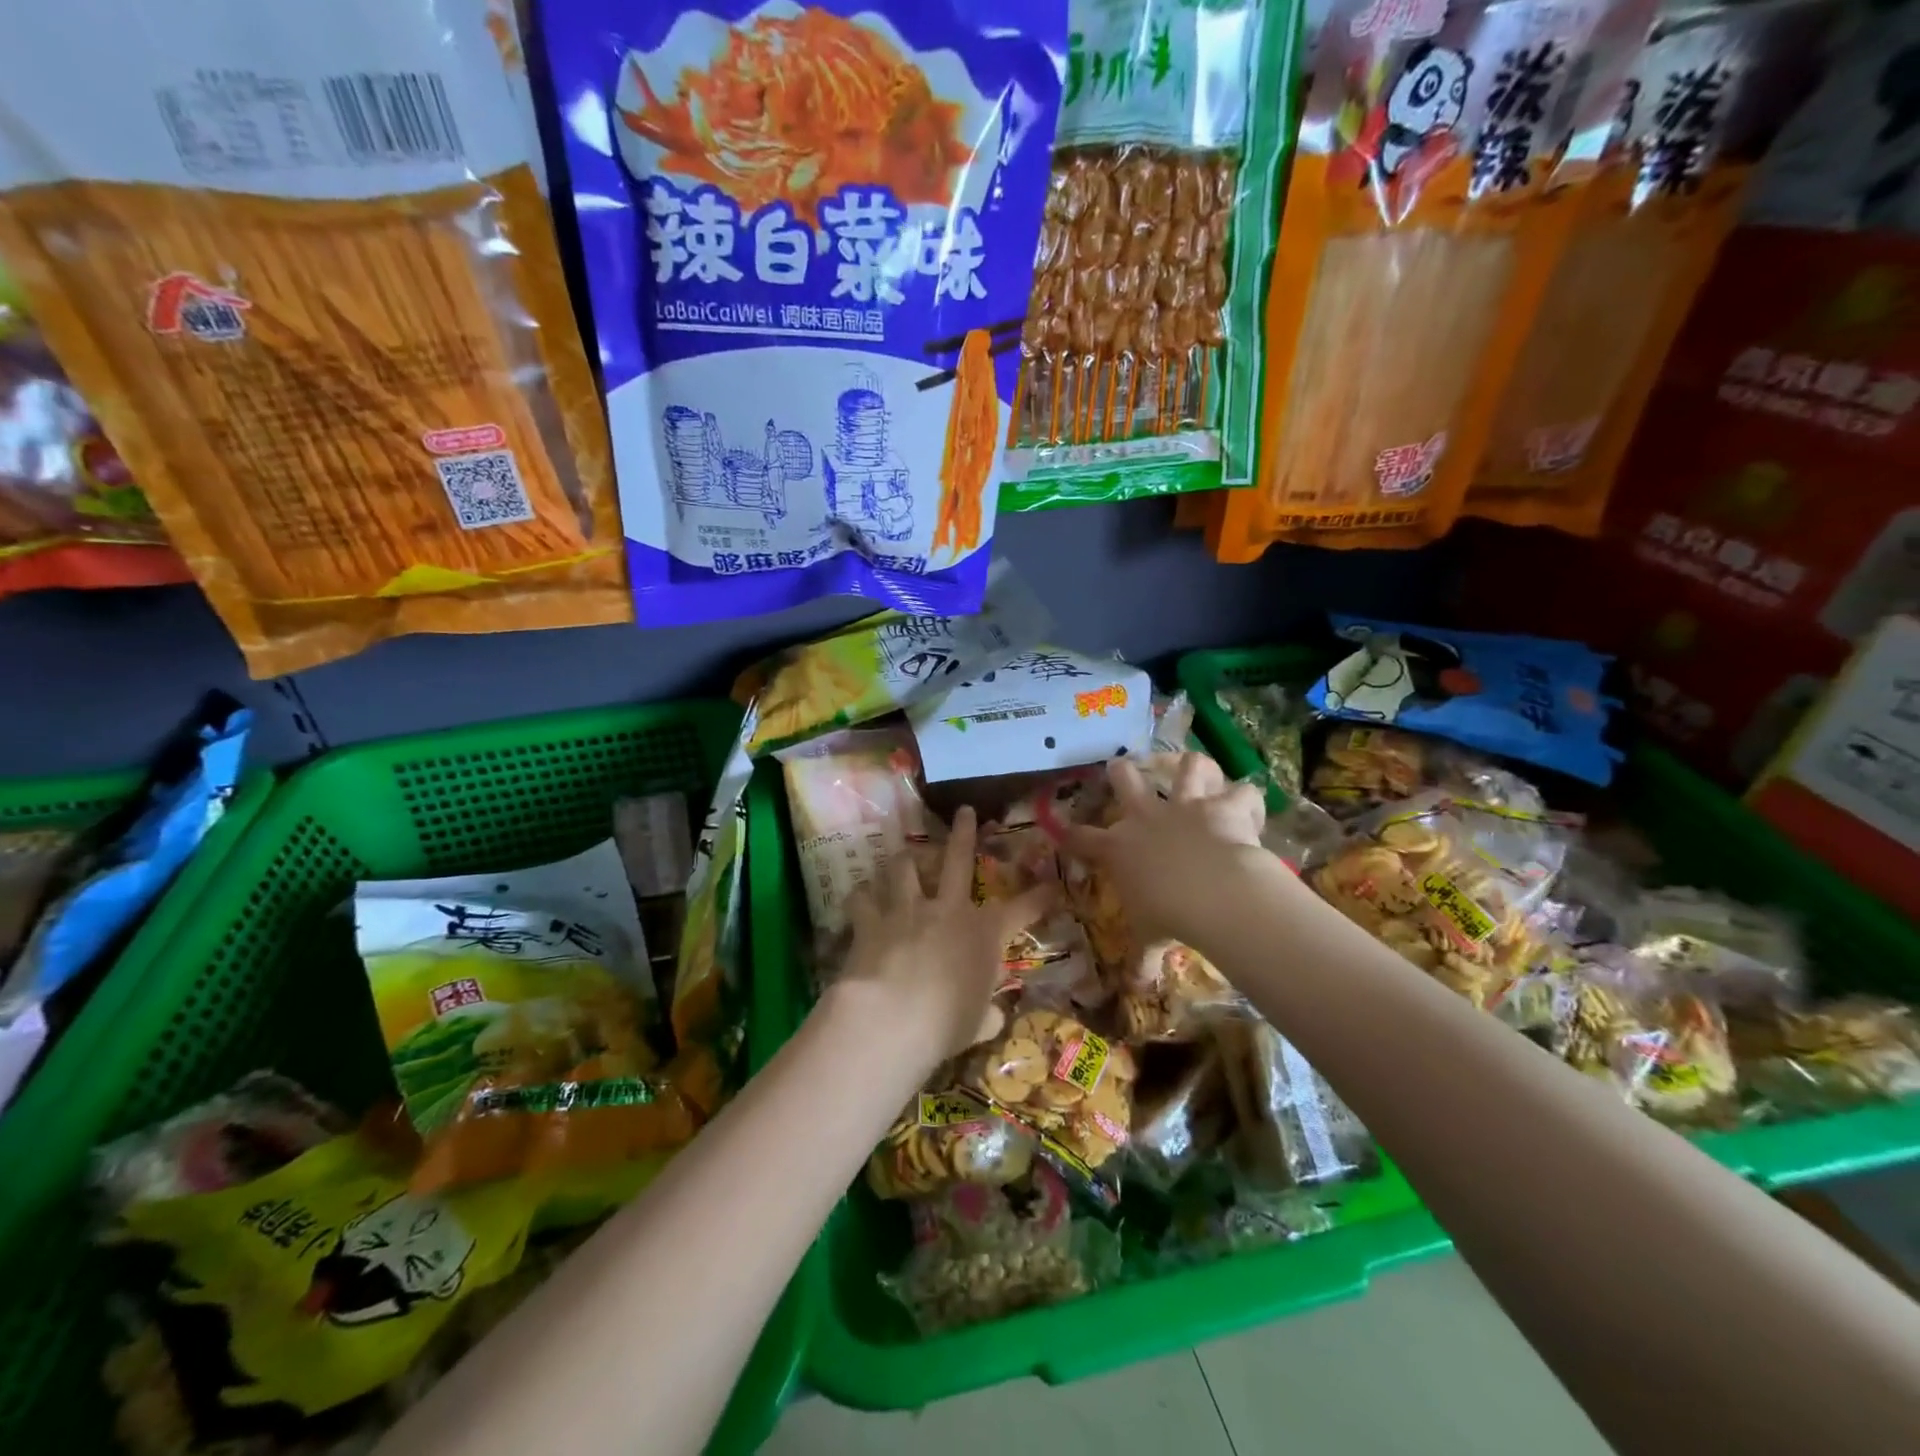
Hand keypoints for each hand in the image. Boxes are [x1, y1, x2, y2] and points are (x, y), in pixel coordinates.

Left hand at [837, 806, 1053, 1067]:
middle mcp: (948, 910)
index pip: (1023, 910)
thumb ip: (986, 1014)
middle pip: (958, 859)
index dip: (1041, 897)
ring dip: (904, 858)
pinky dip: (862, 895)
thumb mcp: (978, 1024)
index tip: (1054, 885)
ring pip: (905, 868)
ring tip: (903, 852)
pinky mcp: (871, 920)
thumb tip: (994, 1017)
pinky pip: (862, 898)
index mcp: (984, 934)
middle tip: (963, 811)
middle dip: (963, 833)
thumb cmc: (946, 1025)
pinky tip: (860, 893)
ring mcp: (907, 910)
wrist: (892, 1017)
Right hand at [1063, 754, 1268, 946]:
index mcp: (1119, 848)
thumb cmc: (1167, 916)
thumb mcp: (1149, 939)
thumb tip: (1135, 990)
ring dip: (1191, 767)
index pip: (1082, 837)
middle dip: (1120, 771)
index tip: (1063, 828)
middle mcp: (1146, 817)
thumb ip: (1141, 960)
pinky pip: (1241, 793)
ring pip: (1185, 766)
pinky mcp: (1222, 806)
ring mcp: (1185, 806)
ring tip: (1197, 770)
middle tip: (1121, 769)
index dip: (1070, 832)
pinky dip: (1246, 799)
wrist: (1209, 892)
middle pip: (1125, 779)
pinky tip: (1249, 806)